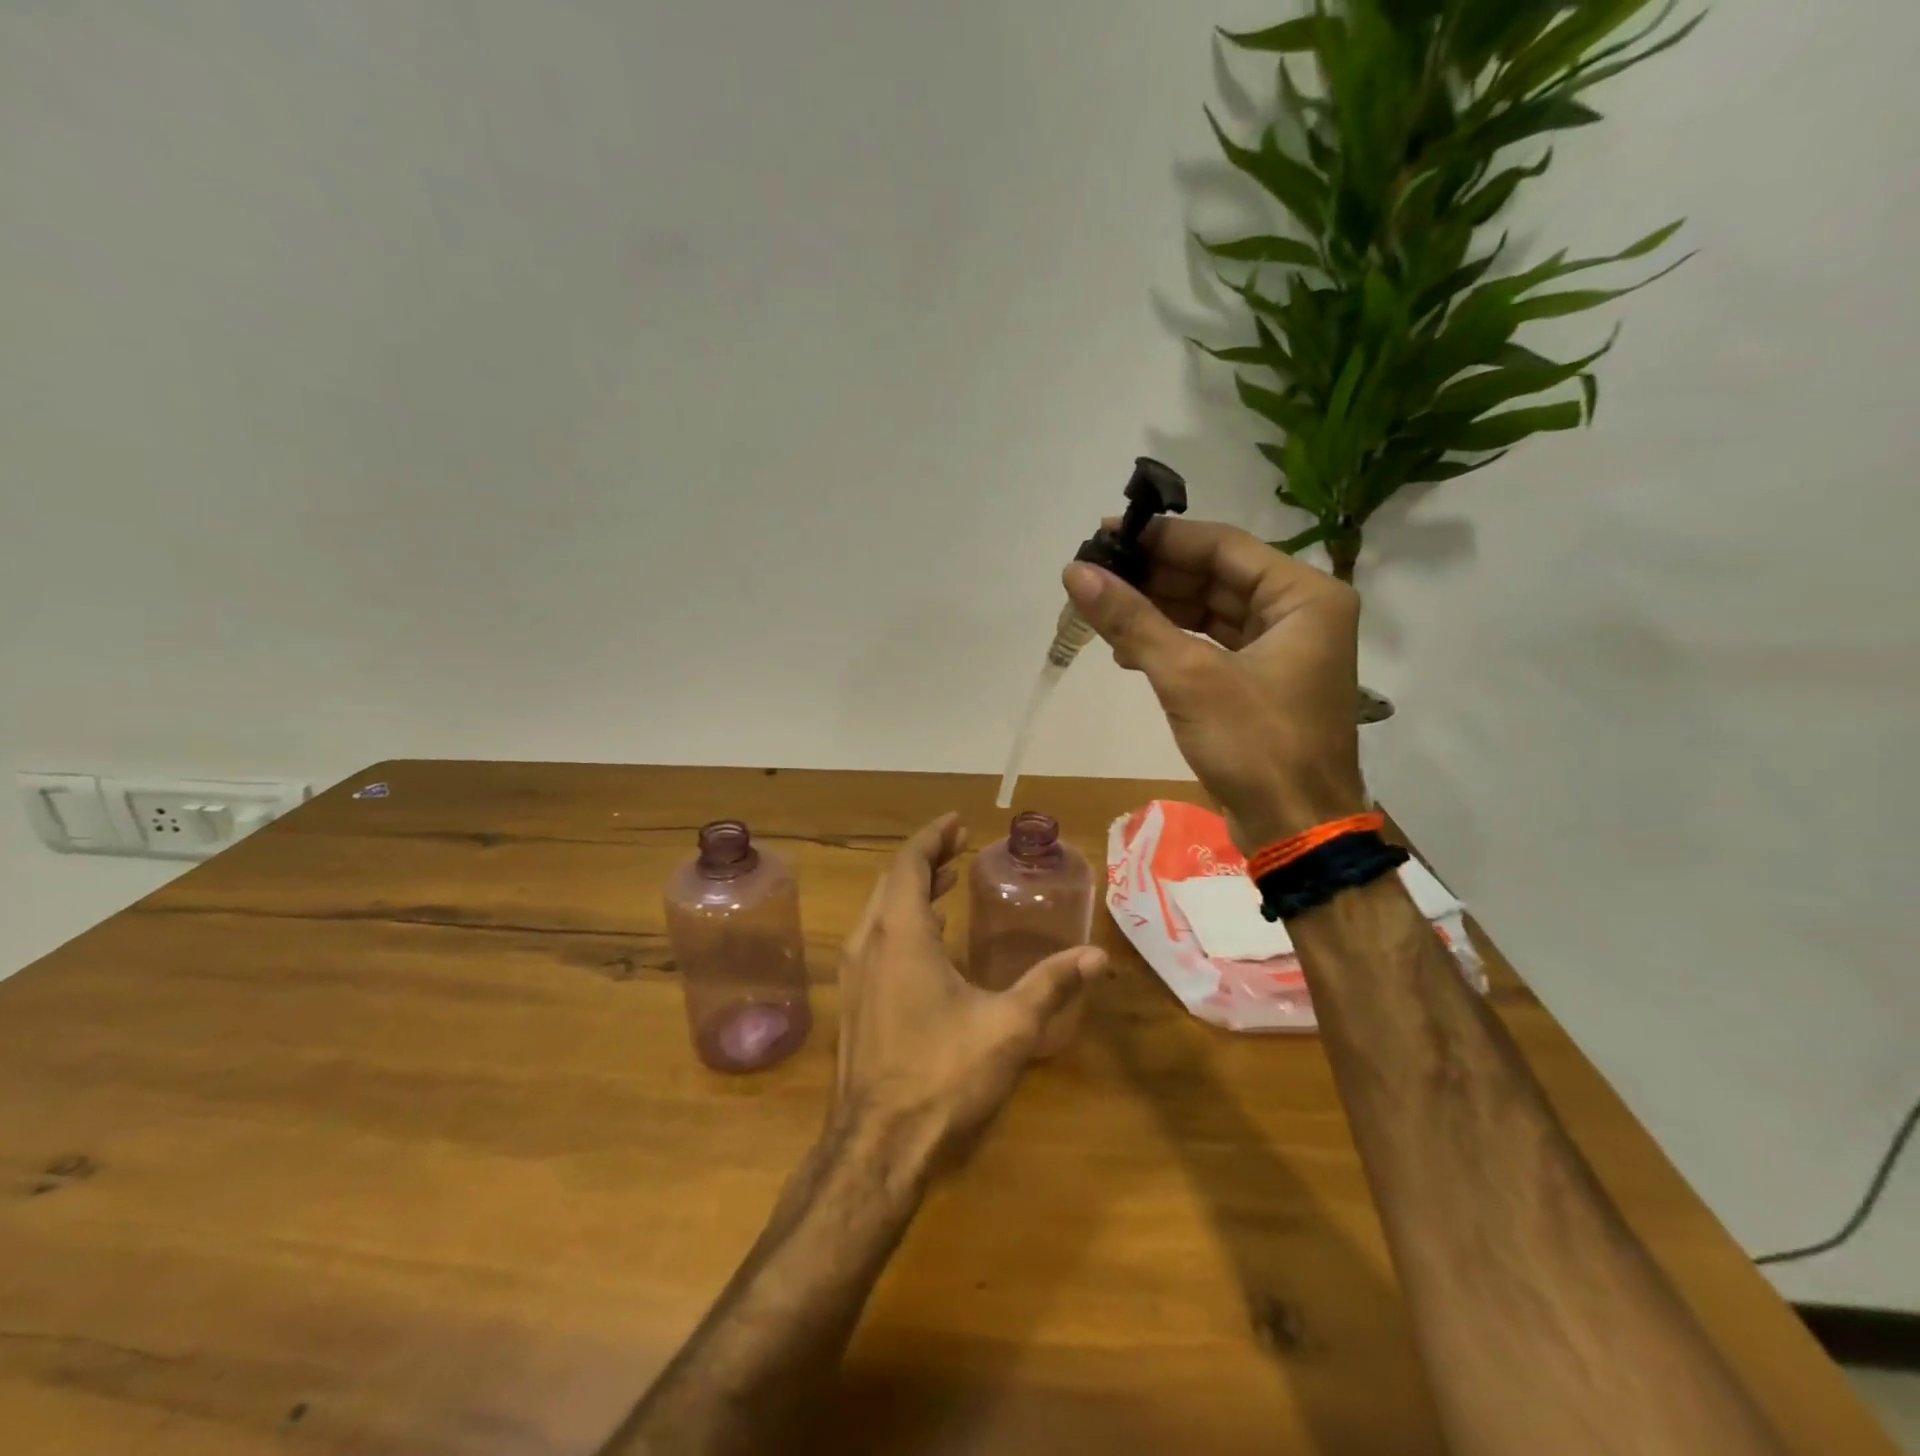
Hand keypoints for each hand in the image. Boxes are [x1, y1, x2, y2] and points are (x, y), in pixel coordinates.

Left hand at [834, 813, 1106, 1170]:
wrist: (877, 1147)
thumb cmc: (942, 1076)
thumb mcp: (1008, 1027)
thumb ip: (1051, 985)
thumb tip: (1096, 956)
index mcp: (900, 935)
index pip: (909, 863)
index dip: (932, 837)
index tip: (957, 822)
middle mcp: (869, 944)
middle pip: (892, 882)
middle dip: (924, 858)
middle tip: (957, 846)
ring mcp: (854, 975)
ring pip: (879, 911)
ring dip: (910, 889)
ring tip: (944, 880)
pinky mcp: (853, 1002)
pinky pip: (875, 939)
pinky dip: (900, 920)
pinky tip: (928, 940)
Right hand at [1063, 517, 1365, 851]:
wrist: (1296, 831)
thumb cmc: (1256, 746)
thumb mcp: (1188, 677)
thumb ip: (1132, 620)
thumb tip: (1076, 573)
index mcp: (1304, 596)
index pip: (1223, 546)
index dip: (1161, 538)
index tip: (1105, 534)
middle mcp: (1300, 613)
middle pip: (1216, 576)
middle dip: (1154, 576)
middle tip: (1095, 574)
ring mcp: (1282, 649)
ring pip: (1210, 612)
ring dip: (1158, 610)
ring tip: (1102, 609)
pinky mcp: (1261, 682)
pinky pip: (1211, 645)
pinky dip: (1171, 643)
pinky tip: (1128, 650)